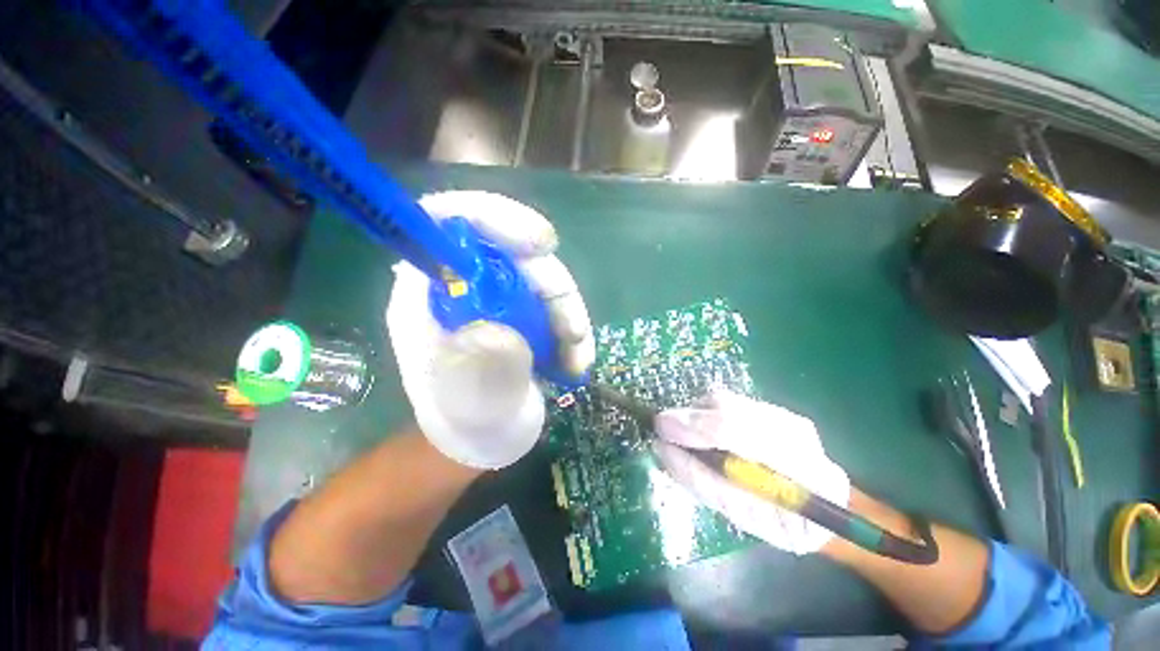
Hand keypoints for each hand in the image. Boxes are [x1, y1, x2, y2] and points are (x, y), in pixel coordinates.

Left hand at [386, 191, 594, 468]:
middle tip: (573, 332)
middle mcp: (461, 285)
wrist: (479, 440)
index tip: (543, 245)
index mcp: (428, 295)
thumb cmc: (464, 427)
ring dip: (568, 314)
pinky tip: (575, 359)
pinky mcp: (521, 313)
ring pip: (541, 279)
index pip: (449, 221)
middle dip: (553, 287)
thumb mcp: (470, 408)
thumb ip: (483, 372)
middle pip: (513, 252)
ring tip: (577, 359)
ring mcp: (495, 298)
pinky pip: (553, 303)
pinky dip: (571, 326)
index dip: (496, 218)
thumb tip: (503, 335)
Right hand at [653, 389, 849, 554]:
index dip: (694, 428)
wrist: (824, 509)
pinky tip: (702, 431)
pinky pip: (729, 402)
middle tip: (663, 430)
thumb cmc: (782, 524)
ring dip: (695, 414)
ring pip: (726, 401)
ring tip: (683, 434)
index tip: (660, 430)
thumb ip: (703, 482)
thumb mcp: (742, 516)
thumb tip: (663, 450)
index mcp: (802, 474)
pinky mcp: (777, 410)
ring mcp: (787, 417)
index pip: (739, 435)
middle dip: (688, 417)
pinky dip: (706, 413)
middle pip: (728, 407)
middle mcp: (797, 434)